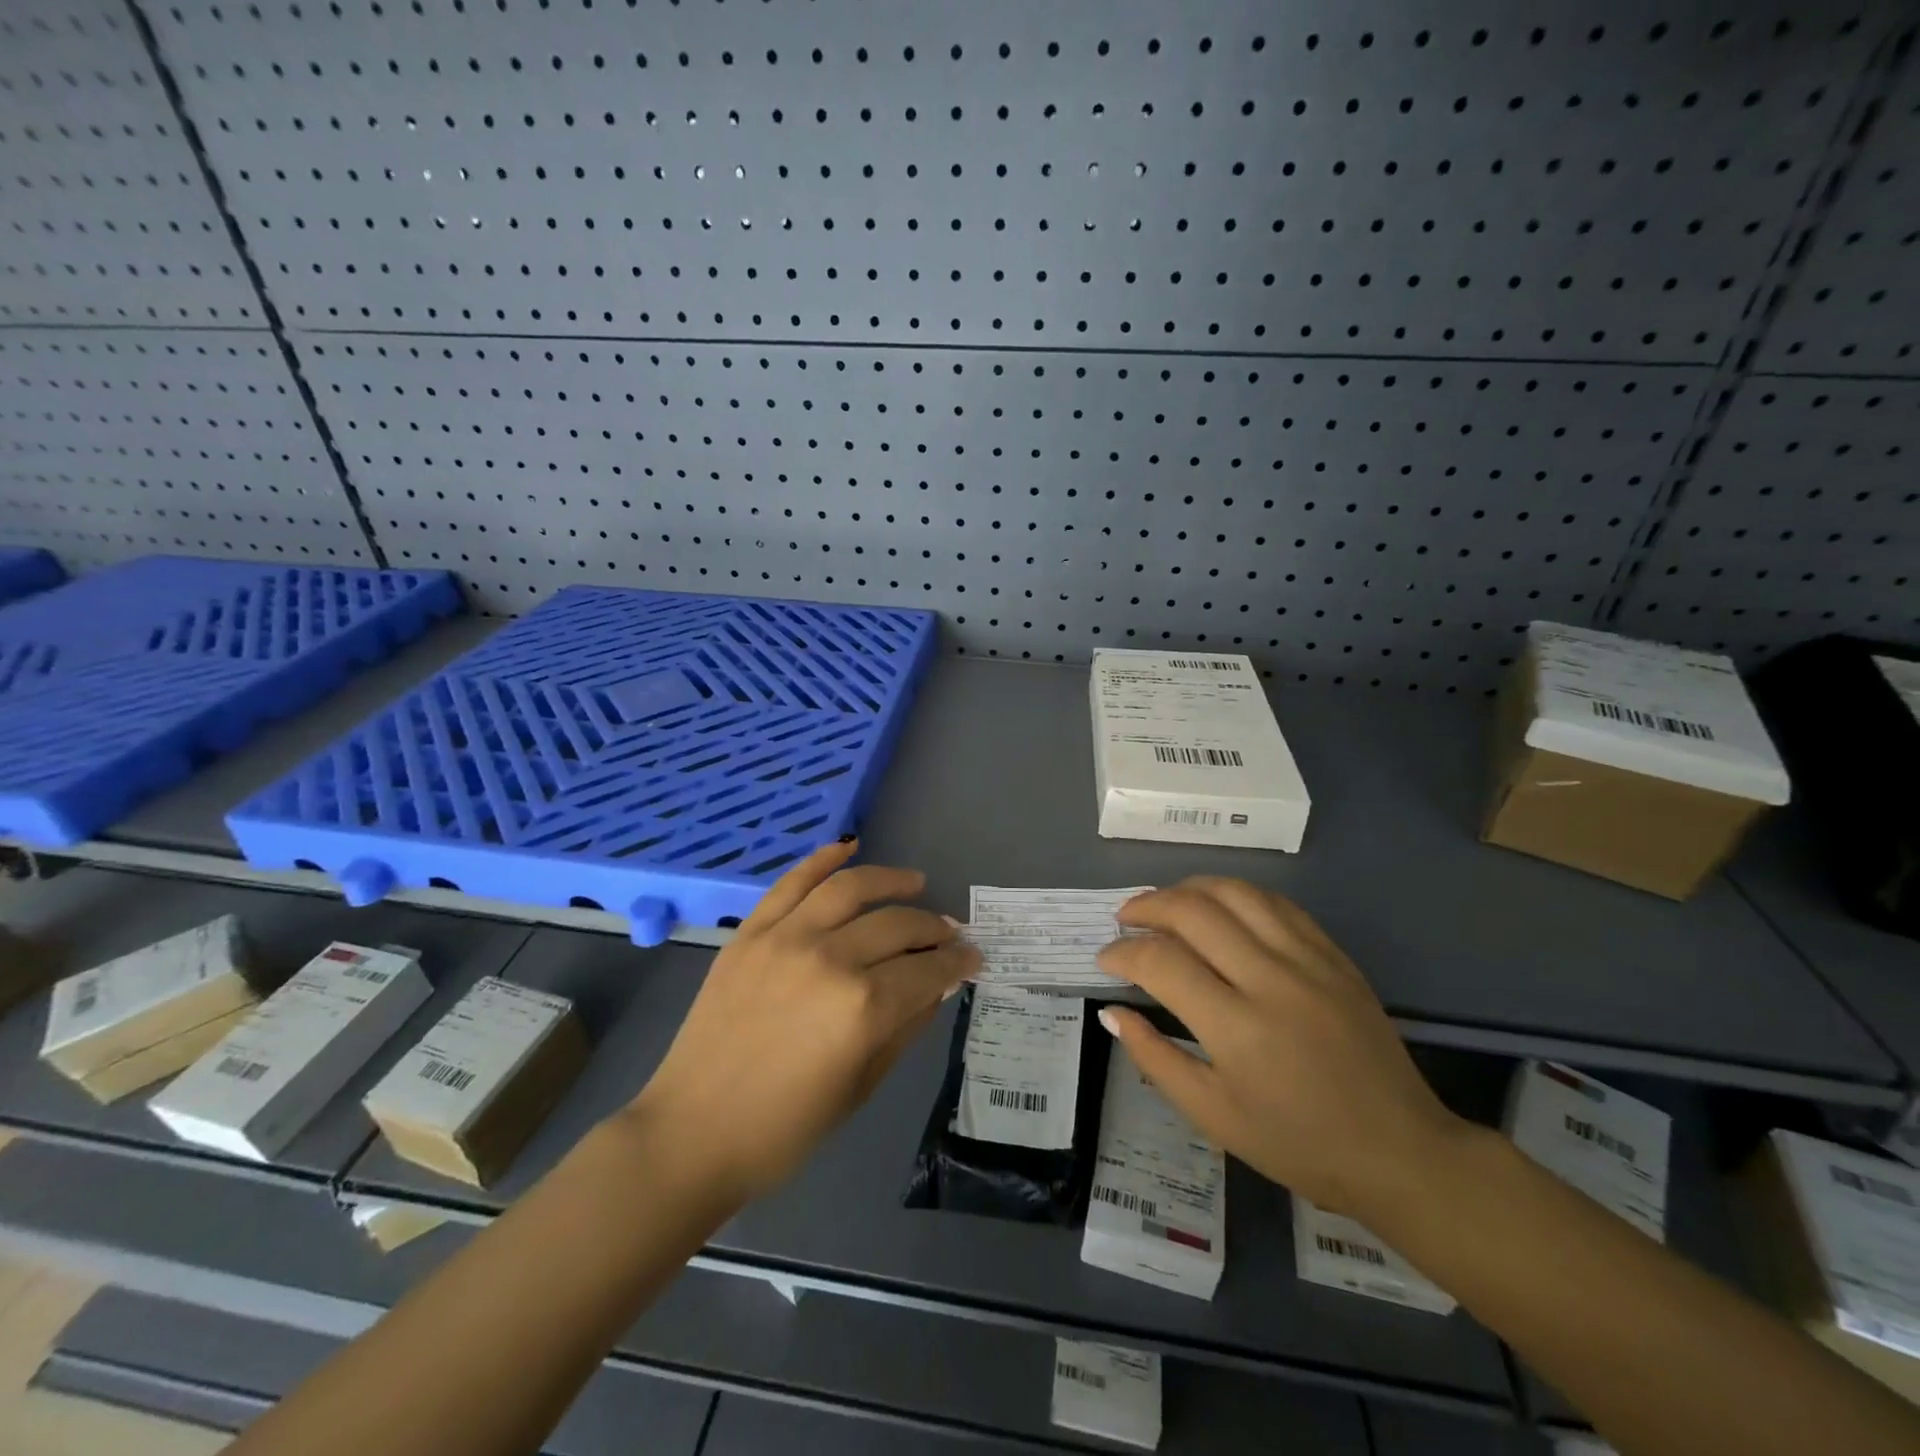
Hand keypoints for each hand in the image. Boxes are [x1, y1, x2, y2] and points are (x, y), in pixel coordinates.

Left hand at [629, 840, 977, 1203]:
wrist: (693, 1132)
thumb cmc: (785, 1127)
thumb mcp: (861, 1086)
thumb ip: (904, 1027)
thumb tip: (936, 987)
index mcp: (864, 1007)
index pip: (927, 970)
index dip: (957, 962)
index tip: (973, 958)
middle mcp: (831, 959)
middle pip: (897, 925)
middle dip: (933, 928)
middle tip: (948, 933)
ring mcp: (786, 938)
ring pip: (851, 888)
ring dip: (891, 880)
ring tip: (914, 882)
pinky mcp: (751, 932)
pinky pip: (792, 882)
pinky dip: (823, 859)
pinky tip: (849, 847)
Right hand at [1096, 877, 1469, 1220]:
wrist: (1400, 1151)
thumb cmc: (1298, 1144)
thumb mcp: (1213, 1115)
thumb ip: (1154, 1058)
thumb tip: (1112, 1012)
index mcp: (1236, 1028)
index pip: (1160, 962)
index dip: (1121, 953)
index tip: (1105, 960)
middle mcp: (1270, 980)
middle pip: (1193, 911)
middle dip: (1146, 906)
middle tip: (1124, 920)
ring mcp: (1308, 961)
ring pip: (1235, 893)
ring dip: (1188, 889)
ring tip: (1165, 904)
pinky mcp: (1334, 955)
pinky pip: (1275, 903)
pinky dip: (1235, 895)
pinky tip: (1218, 908)